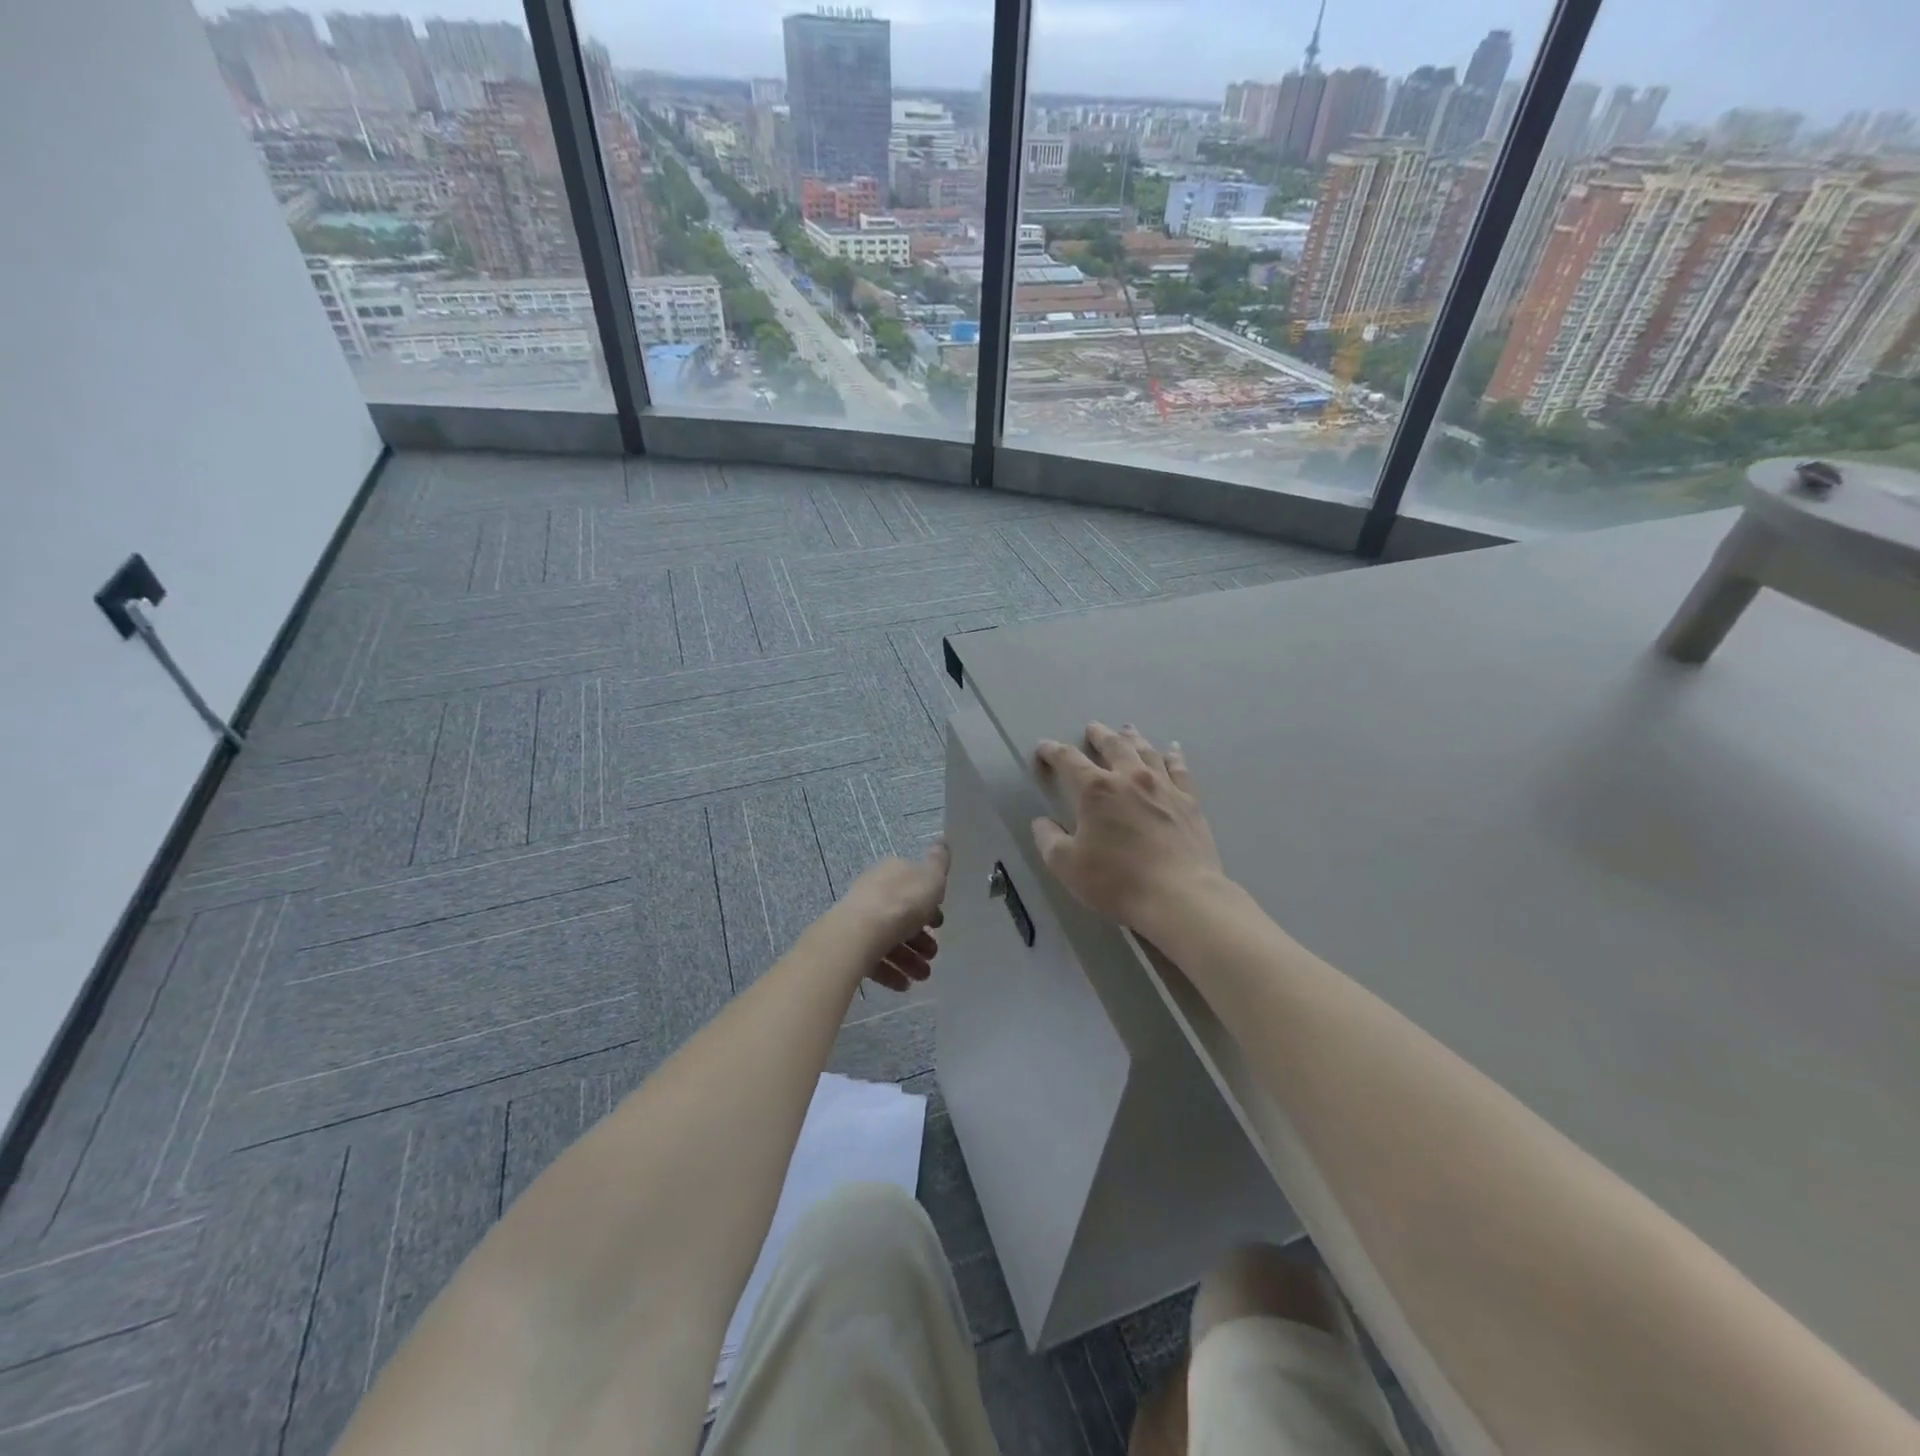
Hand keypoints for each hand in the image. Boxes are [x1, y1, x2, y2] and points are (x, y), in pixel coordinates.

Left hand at [838, 843, 949, 992]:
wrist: (860, 933)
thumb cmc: (902, 903)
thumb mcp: (931, 877)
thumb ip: (939, 862)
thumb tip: (942, 842)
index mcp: (892, 873)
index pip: (914, 887)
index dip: (930, 905)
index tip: (940, 924)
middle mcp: (874, 892)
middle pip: (902, 916)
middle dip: (921, 938)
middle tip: (934, 954)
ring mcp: (860, 919)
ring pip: (889, 940)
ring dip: (909, 959)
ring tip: (923, 976)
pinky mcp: (850, 945)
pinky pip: (874, 959)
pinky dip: (890, 972)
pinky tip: (904, 985)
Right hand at [1032, 724, 1224, 930]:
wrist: (1179, 896)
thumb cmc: (1116, 880)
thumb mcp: (1067, 865)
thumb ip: (1049, 840)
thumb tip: (1041, 823)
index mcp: (1096, 790)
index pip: (1069, 760)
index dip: (1053, 751)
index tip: (1044, 748)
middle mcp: (1130, 778)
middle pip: (1113, 746)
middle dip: (1099, 735)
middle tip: (1092, 728)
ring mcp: (1163, 787)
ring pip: (1146, 752)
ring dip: (1133, 738)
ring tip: (1127, 730)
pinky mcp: (1189, 801)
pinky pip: (1179, 769)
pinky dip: (1173, 755)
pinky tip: (1172, 749)